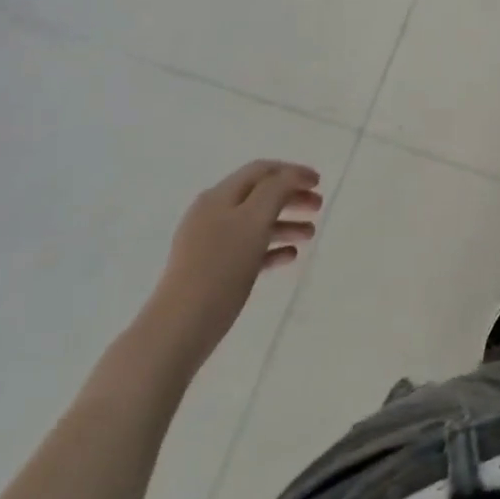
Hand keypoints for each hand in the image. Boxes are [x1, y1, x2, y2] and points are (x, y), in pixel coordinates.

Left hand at [143, 161, 322, 370]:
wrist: (179, 327)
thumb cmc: (221, 268)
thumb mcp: (254, 220)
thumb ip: (275, 191)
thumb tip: (291, 176)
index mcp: (220, 197)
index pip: (261, 170)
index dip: (292, 171)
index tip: (319, 183)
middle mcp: (213, 214)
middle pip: (259, 194)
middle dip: (291, 196)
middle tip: (318, 207)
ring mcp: (210, 243)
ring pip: (256, 223)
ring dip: (286, 223)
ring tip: (310, 235)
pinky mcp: (212, 270)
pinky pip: (248, 249)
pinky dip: (271, 247)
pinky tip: (289, 256)